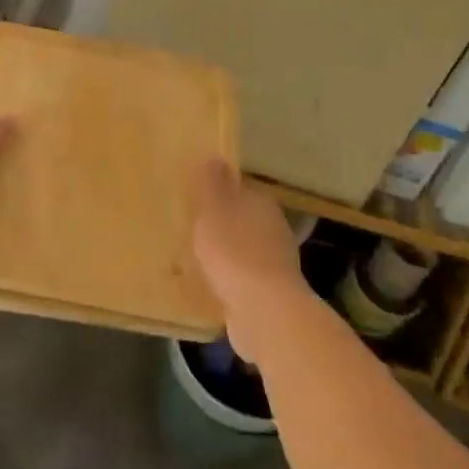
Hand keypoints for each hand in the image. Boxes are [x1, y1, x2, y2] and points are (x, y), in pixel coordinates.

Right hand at [192, 160, 309, 361]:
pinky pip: (245, 278)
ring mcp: (277, 262)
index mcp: (261, 202)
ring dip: (227, 253)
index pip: (239, 188)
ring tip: (198, 258)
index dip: (218, 192)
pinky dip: (231, 279)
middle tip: (192, 229)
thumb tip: (215, 158)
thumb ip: (212, 183)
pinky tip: (212, 285)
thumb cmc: (233, 251)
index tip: (196, 200)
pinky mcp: (272, 292)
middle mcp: (274, 227)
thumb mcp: (213, 209)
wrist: (264, 310)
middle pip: (244, 218)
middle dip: (223, 224)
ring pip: (246, 249)